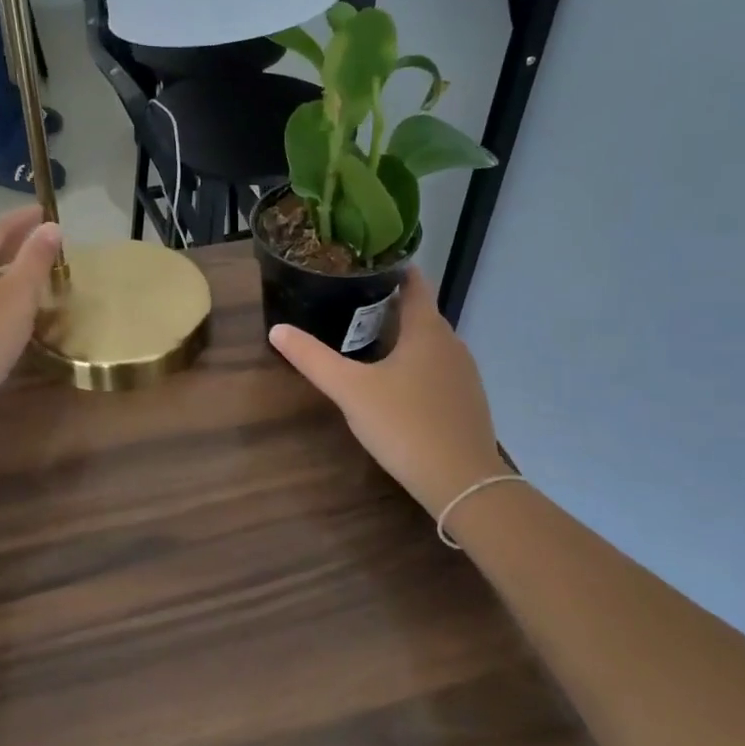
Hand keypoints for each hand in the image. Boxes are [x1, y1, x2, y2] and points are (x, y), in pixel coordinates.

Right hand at [269, 271, 509, 516]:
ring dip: (404, 337)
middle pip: (421, 314)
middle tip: (353, 303)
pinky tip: (397, 384)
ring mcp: (465, 374)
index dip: (394, 270)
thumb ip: (313, 359)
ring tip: (369, 339)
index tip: (368, 263)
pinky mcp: (467, 402)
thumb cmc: (404, 424)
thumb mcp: (350, 390)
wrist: (461, 481)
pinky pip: (438, 370)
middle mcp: (452, 344)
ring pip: (430, 344)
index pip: (415, 284)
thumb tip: (277, 330)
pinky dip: (417, 365)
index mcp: (427, 330)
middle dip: (391, 306)